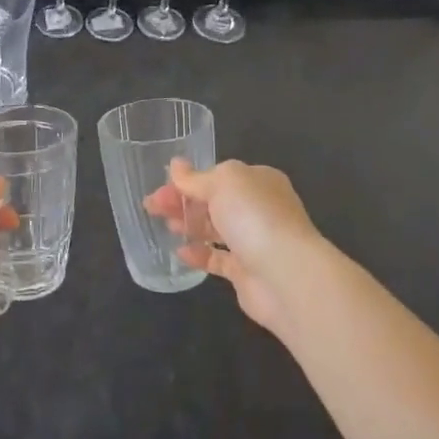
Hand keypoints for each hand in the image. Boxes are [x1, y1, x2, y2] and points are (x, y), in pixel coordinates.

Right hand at [144, 159, 332, 334]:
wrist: (286, 274)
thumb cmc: (254, 216)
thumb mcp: (222, 183)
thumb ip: (195, 178)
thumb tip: (175, 164)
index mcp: (258, 180)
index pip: (217, 176)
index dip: (187, 180)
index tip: (160, 187)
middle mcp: (259, 208)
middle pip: (214, 201)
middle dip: (183, 202)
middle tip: (152, 207)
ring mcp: (254, 241)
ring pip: (215, 229)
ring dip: (190, 225)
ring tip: (166, 226)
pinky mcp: (247, 271)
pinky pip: (218, 259)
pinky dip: (199, 254)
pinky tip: (180, 253)